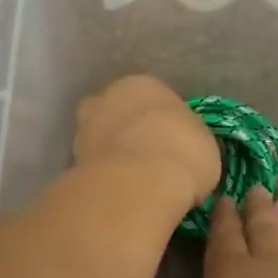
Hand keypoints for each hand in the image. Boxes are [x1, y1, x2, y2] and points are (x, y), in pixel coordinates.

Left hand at [72, 75, 219, 208]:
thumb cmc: (182, 152)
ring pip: (101, 138)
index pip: (154, 97)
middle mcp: (108, 98)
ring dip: (112, 153)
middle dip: (130, 130)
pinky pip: (93, 166)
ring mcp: (84, 129)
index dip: (165, 121)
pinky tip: (120, 193)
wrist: (139, 184)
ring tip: (134, 181)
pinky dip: (103, 176)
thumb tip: (188, 154)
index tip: (174, 143)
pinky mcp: (72, 161)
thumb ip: (191, 142)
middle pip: (119, 112)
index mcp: (143, 84)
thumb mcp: (206, 146)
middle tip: (150, 158)